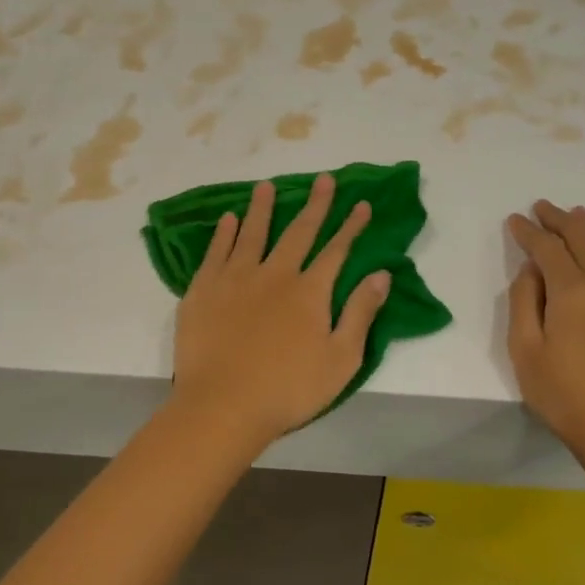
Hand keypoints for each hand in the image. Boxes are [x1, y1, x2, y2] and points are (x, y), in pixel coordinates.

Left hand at [171, 173, 392, 447]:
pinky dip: (224, 233)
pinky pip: (216, 251)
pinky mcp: (204, 289)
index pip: (336, 250)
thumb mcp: (340, 360)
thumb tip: (381, 274)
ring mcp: (236, 278)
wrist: (223, 405)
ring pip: (253, 233)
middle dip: (315, 205)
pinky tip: (228, 218)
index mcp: (309, 291)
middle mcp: (275, 274)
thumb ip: (360, 313)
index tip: (361, 203)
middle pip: (298, 232)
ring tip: (266, 185)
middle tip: (323, 179)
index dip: (351, 226)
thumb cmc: (288, 390)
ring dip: (263, 208)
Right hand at [506, 200, 584, 472]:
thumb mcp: (526, 356)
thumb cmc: (571, 401)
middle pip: (584, 236)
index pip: (547, 247)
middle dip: (559, 218)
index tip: (515, 220)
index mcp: (572, 292)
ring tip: (577, 218)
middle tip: (543, 208)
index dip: (528, 231)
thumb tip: (531, 270)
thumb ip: (523, 304)